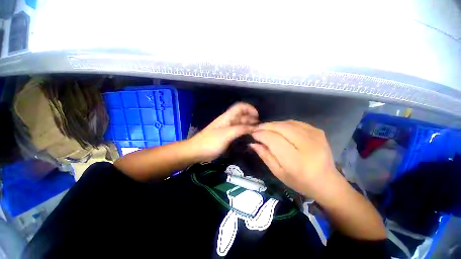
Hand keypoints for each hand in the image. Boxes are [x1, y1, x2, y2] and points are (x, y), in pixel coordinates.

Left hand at [186, 102, 258, 161]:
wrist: (196, 152)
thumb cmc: (210, 142)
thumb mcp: (226, 134)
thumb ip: (240, 129)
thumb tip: (254, 127)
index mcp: (227, 117)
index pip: (240, 107)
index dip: (250, 108)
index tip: (257, 117)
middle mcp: (228, 121)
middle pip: (242, 115)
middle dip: (251, 119)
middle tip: (259, 128)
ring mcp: (226, 128)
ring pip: (240, 123)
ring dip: (248, 126)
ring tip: (256, 133)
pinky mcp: (226, 136)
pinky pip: (237, 131)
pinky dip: (244, 132)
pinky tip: (248, 138)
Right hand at [250, 120, 339, 198]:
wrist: (327, 181)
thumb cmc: (300, 181)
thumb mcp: (278, 173)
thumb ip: (265, 156)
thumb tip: (253, 143)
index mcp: (296, 161)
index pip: (273, 140)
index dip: (261, 134)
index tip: (253, 134)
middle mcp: (307, 145)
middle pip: (281, 128)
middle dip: (266, 126)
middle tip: (257, 129)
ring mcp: (315, 136)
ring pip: (287, 123)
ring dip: (273, 124)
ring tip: (266, 129)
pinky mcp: (318, 131)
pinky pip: (295, 122)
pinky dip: (283, 124)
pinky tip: (279, 129)